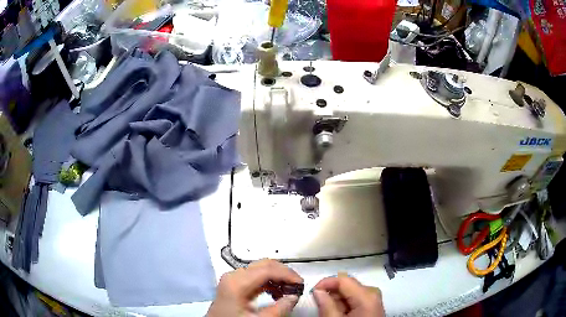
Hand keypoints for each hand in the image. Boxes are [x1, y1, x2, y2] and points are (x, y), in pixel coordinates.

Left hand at [207, 259, 302, 316]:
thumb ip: (279, 309)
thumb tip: (294, 296)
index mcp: (237, 282)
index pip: (267, 269)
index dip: (287, 274)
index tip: (301, 284)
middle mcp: (234, 275)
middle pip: (264, 265)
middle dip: (283, 273)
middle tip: (297, 286)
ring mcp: (233, 279)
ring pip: (261, 269)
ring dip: (277, 277)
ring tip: (288, 291)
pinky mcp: (234, 284)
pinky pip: (255, 277)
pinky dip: (269, 282)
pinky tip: (276, 293)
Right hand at [312, 275, 384, 316]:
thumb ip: (326, 304)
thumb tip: (318, 291)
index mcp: (366, 295)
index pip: (343, 279)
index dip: (325, 283)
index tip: (312, 292)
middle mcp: (373, 293)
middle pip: (347, 285)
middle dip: (331, 294)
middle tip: (320, 306)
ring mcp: (374, 300)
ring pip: (350, 293)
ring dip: (337, 301)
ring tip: (330, 313)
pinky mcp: (372, 306)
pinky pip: (355, 300)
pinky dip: (344, 305)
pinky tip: (340, 315)